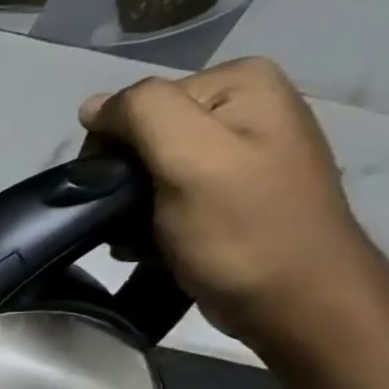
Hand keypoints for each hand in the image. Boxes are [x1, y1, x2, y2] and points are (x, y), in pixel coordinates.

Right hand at [80, 57, 382, 354]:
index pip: (136, 104)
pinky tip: (153, 245)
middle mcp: (243, 106)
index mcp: (240, 84)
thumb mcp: (191, 158)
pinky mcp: (227, 193)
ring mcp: (237, 151)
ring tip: (141, 239)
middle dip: (123, 181)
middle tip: (131, 220)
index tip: (121, 192)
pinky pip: (162, 195)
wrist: (296, 304)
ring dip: (128, 208)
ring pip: (145, 170)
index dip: (114, 148)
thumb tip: (92, 107)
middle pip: (140, 136)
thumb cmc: (242, 230)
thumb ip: (140, 113)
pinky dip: (146, 222)